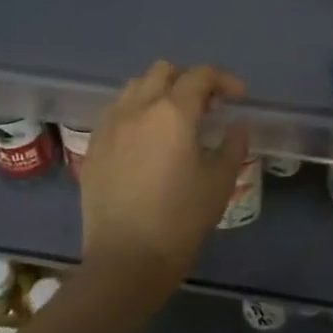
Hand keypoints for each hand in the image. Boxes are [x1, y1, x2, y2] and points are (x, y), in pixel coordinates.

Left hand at [79, 61, 250, 292]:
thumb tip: (237, 124)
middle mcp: (137, 108)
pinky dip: (136, 112)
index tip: (238, 97)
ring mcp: (110, 125)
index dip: (224, 80)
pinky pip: (116, 112)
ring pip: (135, 87)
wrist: (125, 260)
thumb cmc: (180, 220)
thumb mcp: (219, 182)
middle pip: (163, 71)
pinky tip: (147, 139)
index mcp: (172, 112)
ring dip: (159, 92)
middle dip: (189, 80)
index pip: (200, 76)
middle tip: (207, 106)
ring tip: (175, 119)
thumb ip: (233, 144)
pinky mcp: (94, 146)